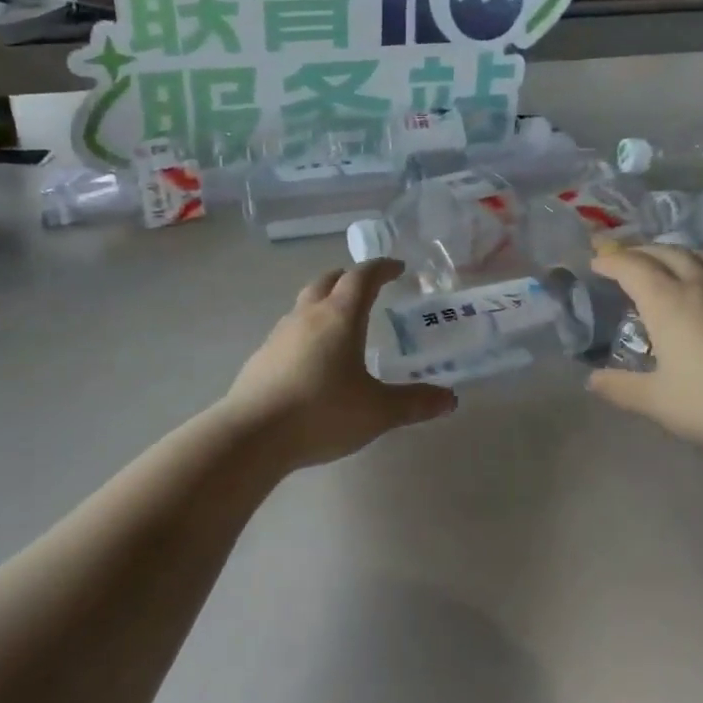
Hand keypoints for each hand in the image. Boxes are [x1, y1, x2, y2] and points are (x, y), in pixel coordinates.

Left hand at [225, 260, 455, 467]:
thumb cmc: (321, 413)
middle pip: (328, 281)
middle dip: (349, 278)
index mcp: (339, 316)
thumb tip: (450, 399)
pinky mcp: (261, 356)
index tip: (397, 268)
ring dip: (324, 302)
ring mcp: (279, 334)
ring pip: (304, 303)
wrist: (252, 435)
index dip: (382, 268)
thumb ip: (414, 403)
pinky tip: (312, 358)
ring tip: (340, 322)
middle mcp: (307, 316)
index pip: (362, 277)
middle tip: (367, 287)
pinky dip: (307, 330)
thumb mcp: (377, 412)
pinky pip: (289, 330)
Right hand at [585, 246, 702, 461]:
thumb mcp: (657, 401)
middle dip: (640, 251)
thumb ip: (621, 388)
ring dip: (678, 253)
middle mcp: (701, 284)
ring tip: (669, 261)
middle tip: (625, 258)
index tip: (596, 263)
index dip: (610, 260)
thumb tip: (592, 380)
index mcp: (667, 301)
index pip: (631, 266)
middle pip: (666, 253)